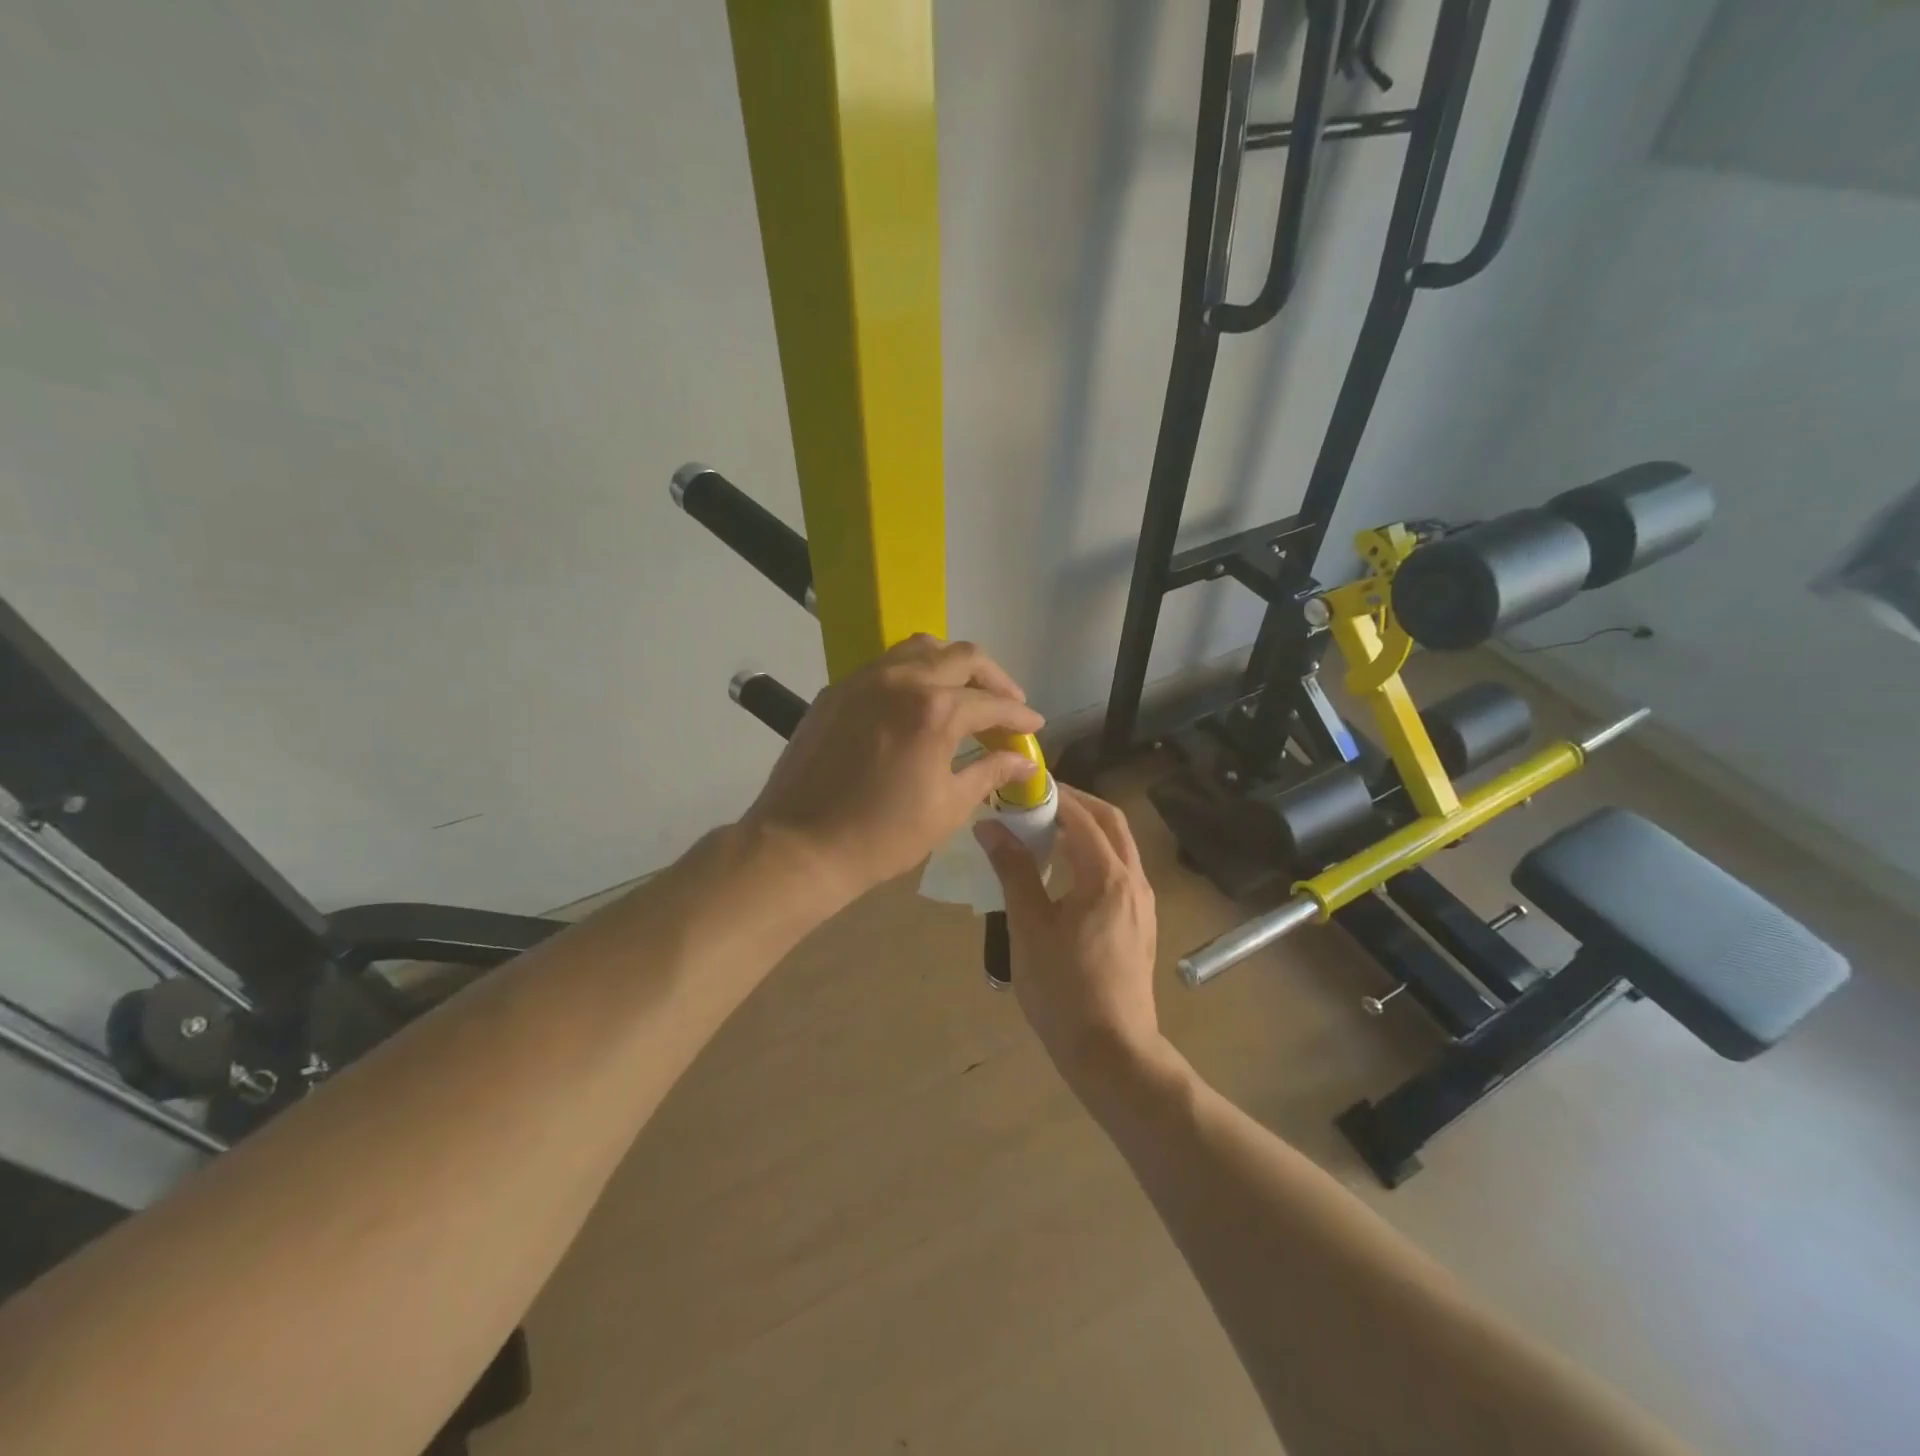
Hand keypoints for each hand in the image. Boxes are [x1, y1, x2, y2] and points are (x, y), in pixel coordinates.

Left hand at [743, 635, 1042, 909]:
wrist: (801, 845)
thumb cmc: (883, 835)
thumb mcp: (948, 807)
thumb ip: (990, 772)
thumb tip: (1023, 761)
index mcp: (934, 710)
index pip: (992, 703)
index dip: (1019, 716)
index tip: (1034, 726)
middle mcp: (901, 680)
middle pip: (962, 657)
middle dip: (993, 679)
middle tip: (1007, 704)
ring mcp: (864, 680)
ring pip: (920, 648)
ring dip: (952, 664)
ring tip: (964, 692)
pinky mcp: (837, 690)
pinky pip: (885, 665)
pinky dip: (912, 673)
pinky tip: (916, 702)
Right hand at [975, 785, 1161, 1085]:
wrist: (1112, 1052)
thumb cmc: (1064, 990)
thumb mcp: (1029, 927)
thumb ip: (1013, 871)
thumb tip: (990, 827)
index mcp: (1108, 876)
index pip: (1082, 816)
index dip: (1052, 794)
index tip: (1020, 786)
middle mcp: (1134, 880)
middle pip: (1111, 822)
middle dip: (1076, 802)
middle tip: (1036, 799)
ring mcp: (1142, 903)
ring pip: (1119, 846)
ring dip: (1087, 827)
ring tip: (1046, 829)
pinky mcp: (1140, 923)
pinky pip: (1119, 870)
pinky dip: (1094, 854)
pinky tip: (1065, 872)